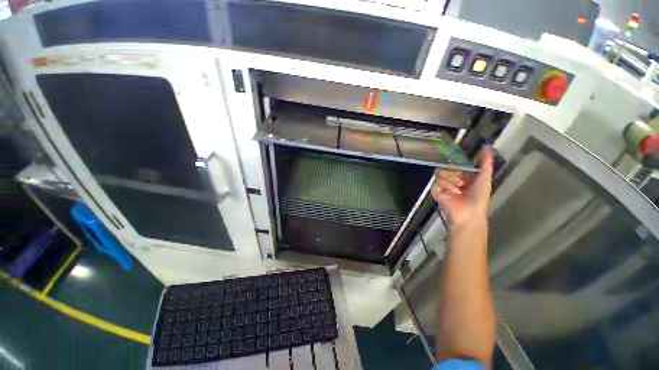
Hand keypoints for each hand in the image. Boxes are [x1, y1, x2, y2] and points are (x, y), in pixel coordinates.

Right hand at [431, 147, 493, 226]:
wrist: (468, 212)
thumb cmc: (479, 197)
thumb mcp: (485, 177)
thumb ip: (486, 162)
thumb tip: (487, 146)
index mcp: (463, 177)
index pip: (456, 164)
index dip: (458, 164)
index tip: (461, 164)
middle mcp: (451, 180)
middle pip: (447, 168)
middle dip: (456, 175)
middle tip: (462, 184)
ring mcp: (442, 185)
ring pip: (441, 174)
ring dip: (452, 183)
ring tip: (458, 192)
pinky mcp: (435, 191)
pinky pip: (436, 183)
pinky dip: (445, 188)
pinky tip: (450, 194)